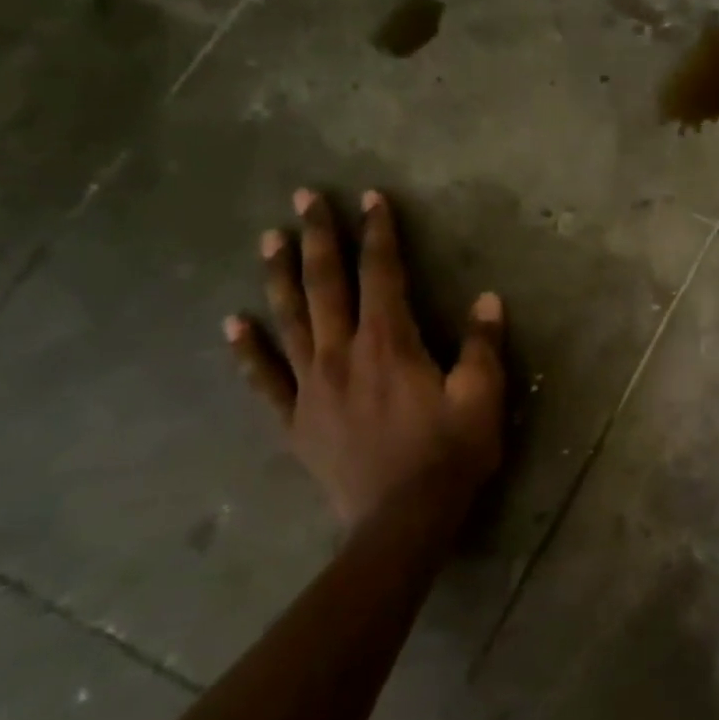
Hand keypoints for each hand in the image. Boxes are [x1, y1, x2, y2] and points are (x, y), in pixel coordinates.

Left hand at [223, 188, 506, 528]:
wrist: (401, 521)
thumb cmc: (449, 454)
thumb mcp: (482, 396)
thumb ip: (483, 345)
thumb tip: (487, 300)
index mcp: (389, 343)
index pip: (381, 274)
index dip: (378, 233)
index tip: (371, 198)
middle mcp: (342, 354)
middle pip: (326, 285)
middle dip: (318, 237)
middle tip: (305, 198)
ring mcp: (312, 386)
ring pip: (290, 319)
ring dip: (279, 275)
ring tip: (269, 239)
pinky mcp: (296, 419)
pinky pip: (265, 378)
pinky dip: (248, 349)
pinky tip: (232, 323)